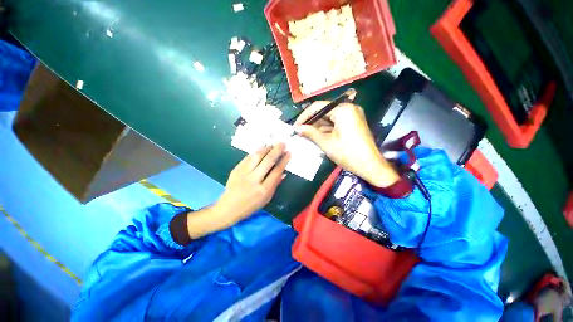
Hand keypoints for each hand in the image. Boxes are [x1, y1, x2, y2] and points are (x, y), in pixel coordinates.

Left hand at [215, 144, 290, 221]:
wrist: (228, 208)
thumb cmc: (250, 206)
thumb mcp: (266, 199)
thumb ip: (275, 184)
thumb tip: (283, 172)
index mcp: (263, 190)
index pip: (276, 171)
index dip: (284, 161)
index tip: (289, 153)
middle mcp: (254, 180)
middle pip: (268, 161)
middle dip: (277, 150)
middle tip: (283, 143)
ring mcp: (244, 173)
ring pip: (257, 156)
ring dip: (267, 148)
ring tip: (273, 145)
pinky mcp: (236, 169)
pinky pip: (248, 157)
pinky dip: (257, 151)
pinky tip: (262, 149)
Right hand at [295, 101, 398, 187]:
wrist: (370, 166)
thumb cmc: (347, 153)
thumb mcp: (326, 143)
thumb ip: (310, 133)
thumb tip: (297, 128)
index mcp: (343, 109)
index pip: (318, 107)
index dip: (305, 116)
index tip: (295, 126)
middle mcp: (348, 109)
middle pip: (324, 112)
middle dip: (311, 122)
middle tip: (299, 131)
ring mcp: (352, 116)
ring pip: (329, 119)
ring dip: (317, 127)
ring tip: (305, 135)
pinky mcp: (352, 124)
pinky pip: (335, 124)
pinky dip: (325, 130)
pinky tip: (315, 136)